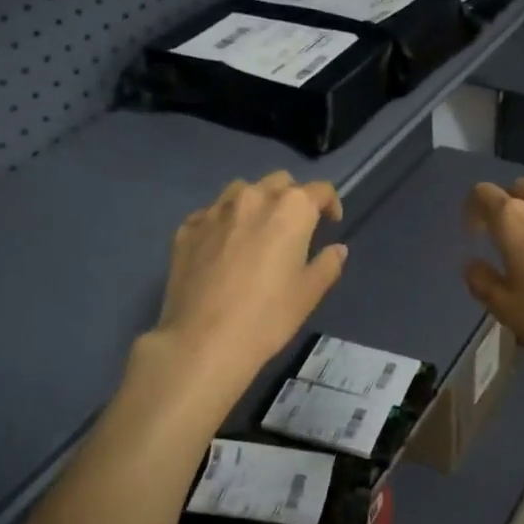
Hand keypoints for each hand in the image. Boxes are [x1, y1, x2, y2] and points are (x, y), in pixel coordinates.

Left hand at [152, 172, 346, 395]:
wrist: (203, 340)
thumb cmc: (267, 316)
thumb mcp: (309, 294)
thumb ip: (327, 264)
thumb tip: (336, 249)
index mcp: (290, 209)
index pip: (319, 190)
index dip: (330, 203)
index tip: (330, 223)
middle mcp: (253, 197)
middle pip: (279, 182)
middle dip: (292, 197)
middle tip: (294, 227)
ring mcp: (215, 210)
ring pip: (241, 190)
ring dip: (255, 203)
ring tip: (256, 231)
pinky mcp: (187, 228)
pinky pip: (211, 214)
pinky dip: (223, 223)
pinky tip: (222, 248)